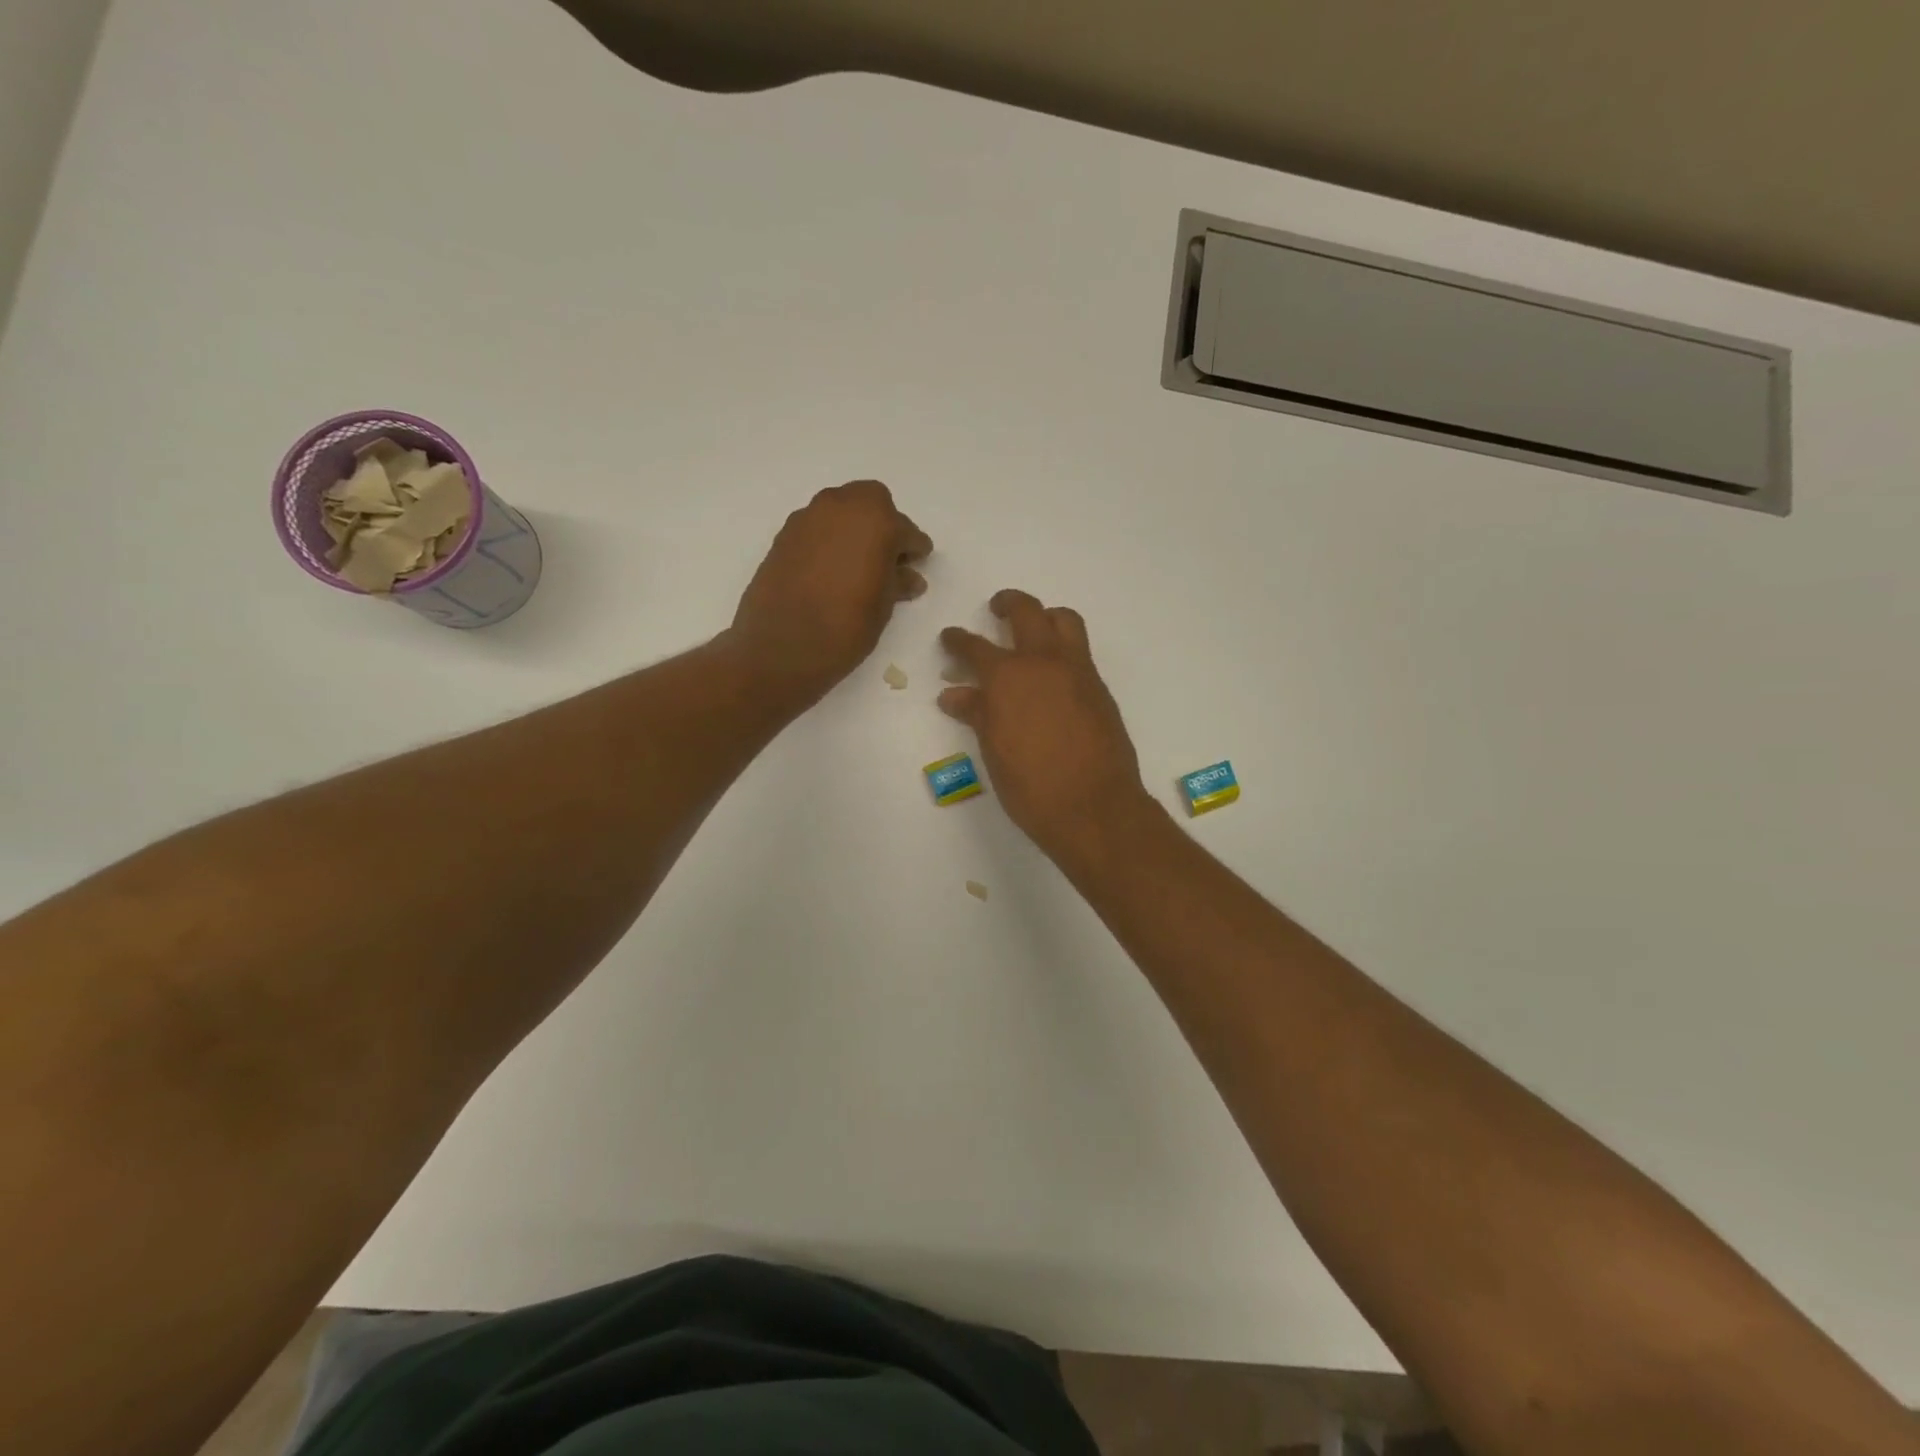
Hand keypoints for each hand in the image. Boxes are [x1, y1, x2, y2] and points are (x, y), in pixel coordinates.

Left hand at [730, 481, 932, 705]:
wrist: (780, 646)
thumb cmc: (845, 627)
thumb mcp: (883, 607)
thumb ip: (897, 583)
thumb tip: (908, 577)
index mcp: (876, 521)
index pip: (906, 530)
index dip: (914, 549)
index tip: (918, 563)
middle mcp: (841, 507)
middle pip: (871, 503)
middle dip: (883, 525)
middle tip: (889, 558)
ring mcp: (808, 518)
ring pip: (841, 511)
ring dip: (854, 530)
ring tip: (859, 566)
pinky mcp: (784, 535)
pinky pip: (817, 528)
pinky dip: (829, 541)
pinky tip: (832, 570)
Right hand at [940, 590, 1155, 863]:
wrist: (1093, 807)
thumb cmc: (1031, 786)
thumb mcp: (994, 750)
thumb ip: (977, 713)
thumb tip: (954, 694)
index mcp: (1008, 676)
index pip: (975, 647)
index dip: (958, 640)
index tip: (950, 637)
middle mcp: (1044, 661)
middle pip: (1027, 611)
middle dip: (1008, 604)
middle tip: (997, 609)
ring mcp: (1078, 671)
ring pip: (1064, 621)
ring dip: (1046, 617)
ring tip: (1034, 631)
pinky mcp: (1100, 688)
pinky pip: (1080, 652)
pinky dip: (1064, 649)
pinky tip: (1053, 675)